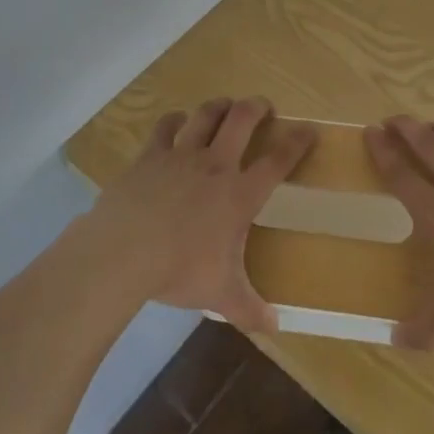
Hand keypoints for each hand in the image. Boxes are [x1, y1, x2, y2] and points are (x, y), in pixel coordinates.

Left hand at [84, 96, 314, 333]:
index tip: (309, 129)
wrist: (125, 251)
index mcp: (239, 194)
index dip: (297, 142)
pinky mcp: (151, 154)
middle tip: (264, 106)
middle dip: (257, 107)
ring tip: (225, 105)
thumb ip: (250, 308)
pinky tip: (177, 121)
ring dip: (219, 106)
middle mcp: (215, 165)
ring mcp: (181, 154)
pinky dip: (174, 120)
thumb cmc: (179, 270)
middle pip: (242, 120)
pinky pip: (165, 126)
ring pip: (205, 115)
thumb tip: (275, 327)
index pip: (277, 161)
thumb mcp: (220, 294)